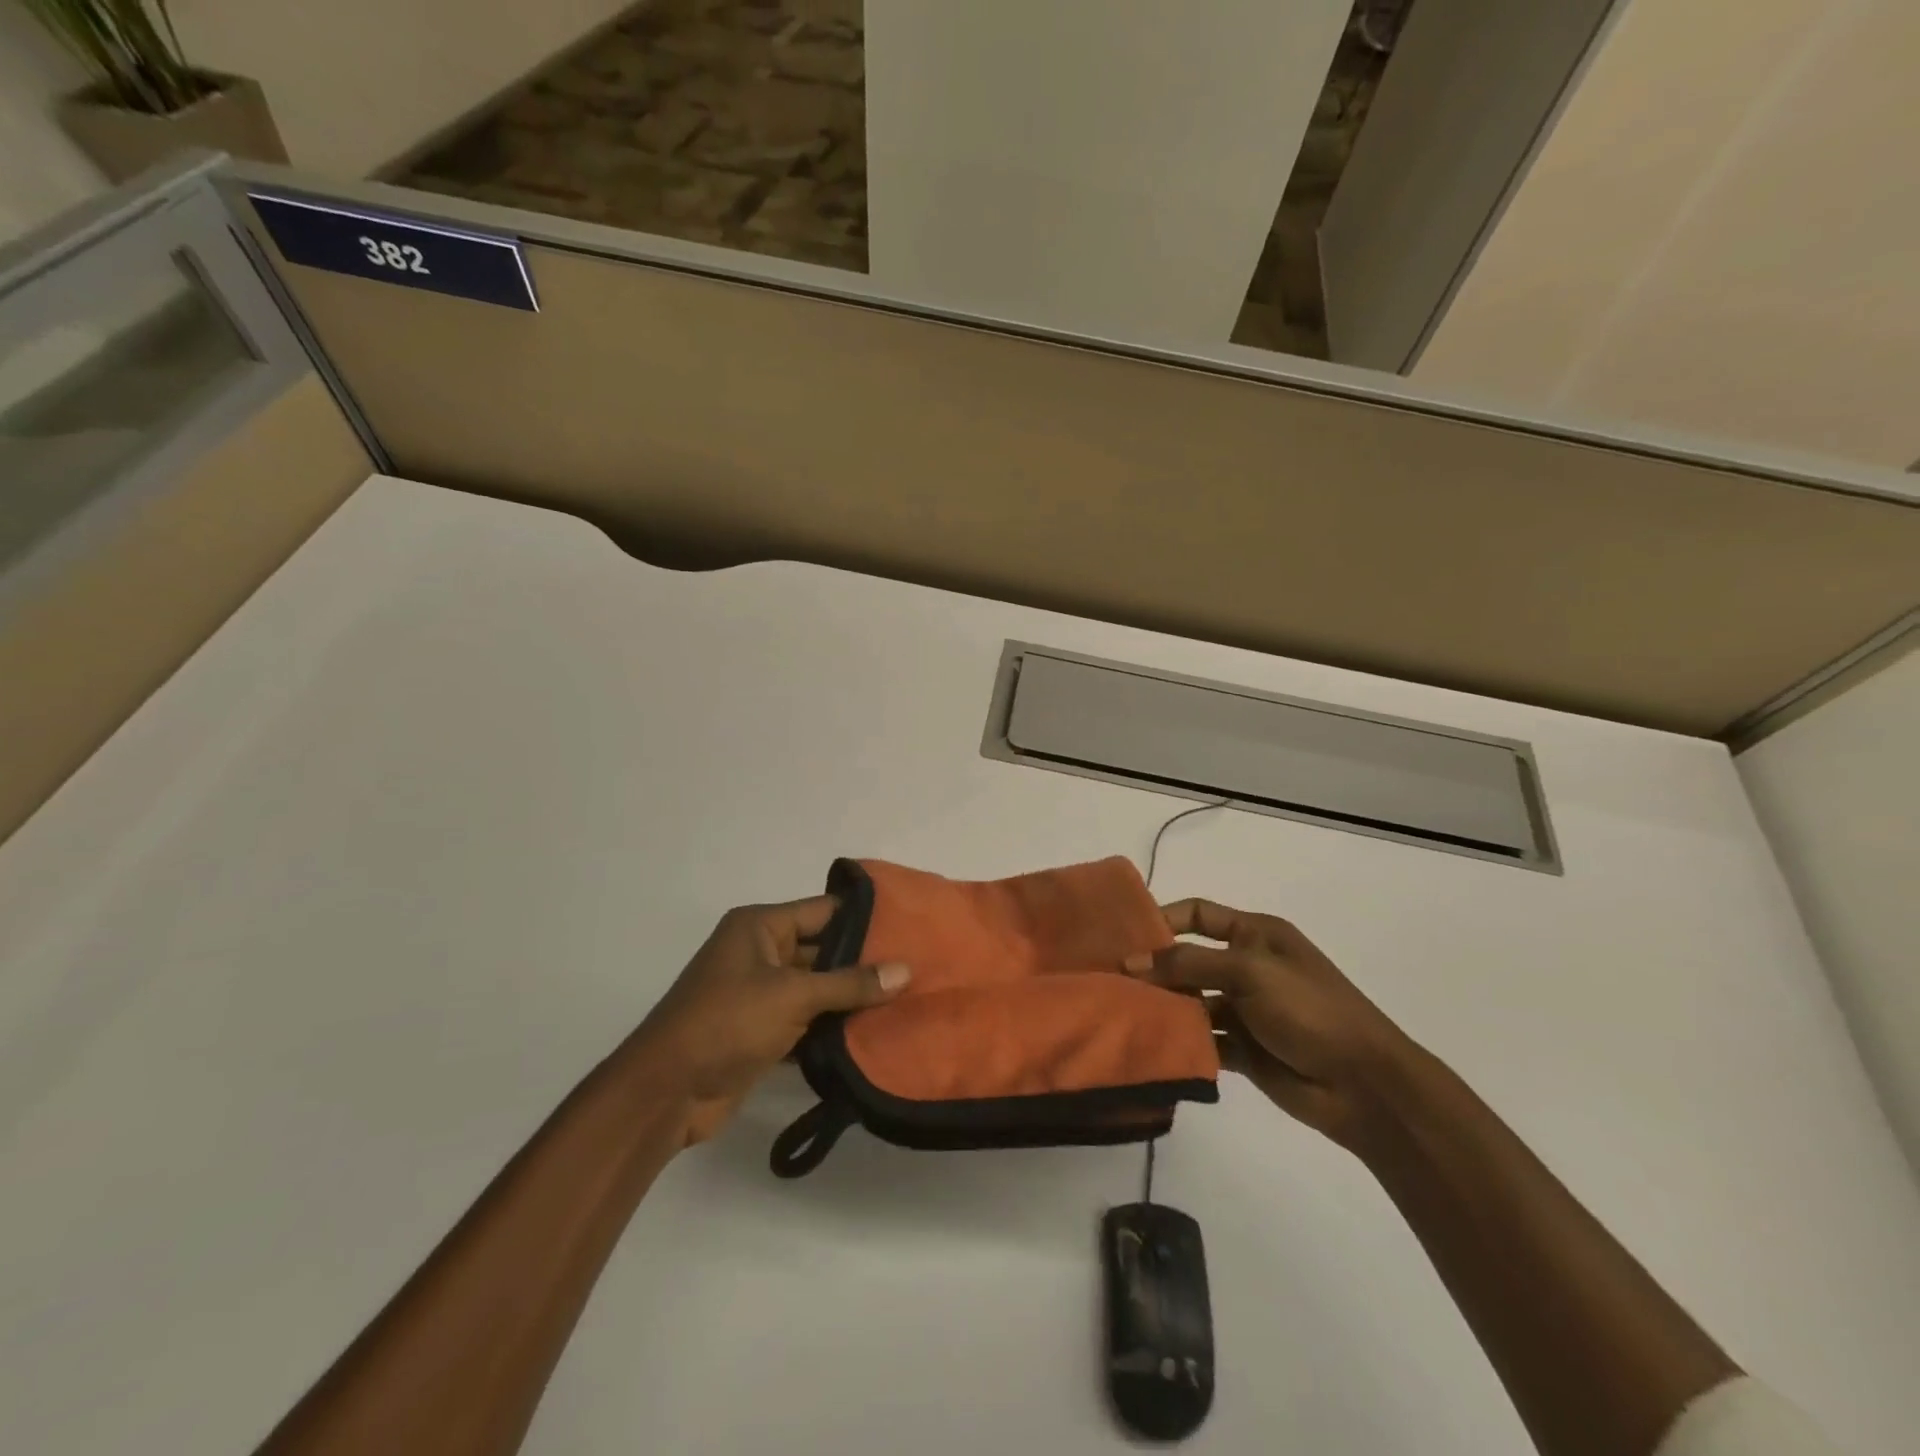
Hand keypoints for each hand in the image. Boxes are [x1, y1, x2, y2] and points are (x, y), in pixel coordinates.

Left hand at [629, 896, 910, 1146]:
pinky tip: (875, 1034)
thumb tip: (906, 970)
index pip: (824, 911)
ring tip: (907, 999)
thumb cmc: (727, 1022)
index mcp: (760, 927)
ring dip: (852, 998)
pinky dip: (834, 1028)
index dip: (865, 917)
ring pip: (818, 988)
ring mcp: (761, 994)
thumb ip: (850, 983)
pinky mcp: (763, 1031)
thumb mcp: (792, 995)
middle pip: (824, 950)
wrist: (666, 1093)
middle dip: (865, 961)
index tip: (912, 924)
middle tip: (917, 967)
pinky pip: (808, 1021)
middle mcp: (761, 953)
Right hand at [1123, 899, 1417, 1151]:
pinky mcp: (1243, 1049)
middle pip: (1188, 959)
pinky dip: (1180, 1040)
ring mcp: (1244, 1009)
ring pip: (1191, 1001)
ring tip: (1122, 1012)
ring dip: (1163, 1005)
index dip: (1162, 919)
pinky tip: (1152, 1044)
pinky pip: (1201, 1038)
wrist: (1365, 1086)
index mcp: (1255, 934)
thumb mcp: (1249, 972)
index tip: (1122, 936)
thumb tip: (1131, 962)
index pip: (1197, 914)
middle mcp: (1246, 966)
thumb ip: (1188, 964)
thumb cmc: (1310, 1010)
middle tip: (1109, 978)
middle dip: (1154, 967)